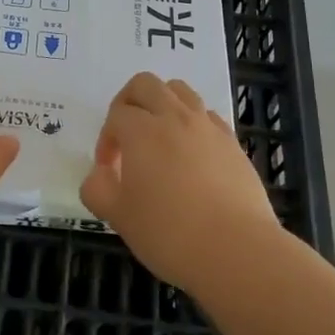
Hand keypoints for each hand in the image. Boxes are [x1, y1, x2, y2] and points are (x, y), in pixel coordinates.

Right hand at [79, 72, 281, 290]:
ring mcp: (208, 127)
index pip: (116, 115)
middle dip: (129, 102)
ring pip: (180, 91)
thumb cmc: (169, 233)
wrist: (237, 250)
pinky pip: (207, 115)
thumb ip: (97, 189)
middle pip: (145, 84)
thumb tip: (100, 174)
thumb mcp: (118, 217)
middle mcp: (175, 117)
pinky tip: (192, 154)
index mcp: (142, 130)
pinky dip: (192, 122)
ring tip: (159, 137)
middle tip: (126, 135)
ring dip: (162, 103)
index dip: (106, 140)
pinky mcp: (233, 143)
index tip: (108, 170)